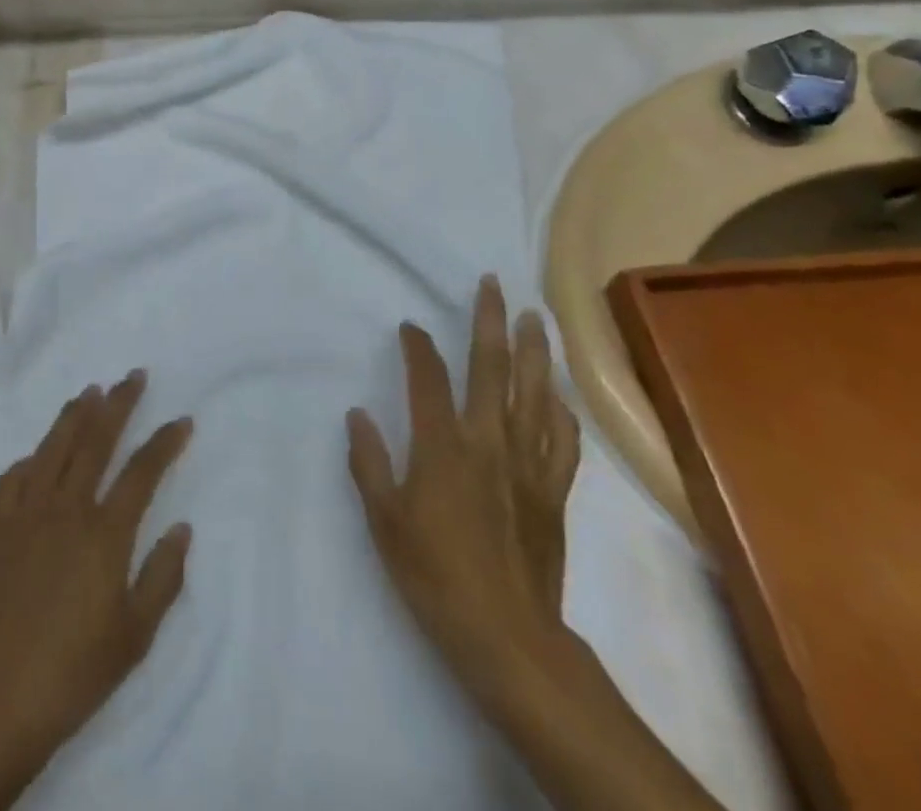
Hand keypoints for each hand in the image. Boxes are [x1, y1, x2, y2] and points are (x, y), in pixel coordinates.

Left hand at [0, 369, 193, 773]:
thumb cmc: (73, 673)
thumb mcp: (135, 636)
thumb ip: (163, 577)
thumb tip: (182, 527)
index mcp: (104, 533)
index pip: (142, 471)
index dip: (164, 442)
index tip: (182, 420)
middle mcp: (66, 509)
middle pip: (96, 440)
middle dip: (119, 404)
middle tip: (134, 376)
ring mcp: (25, 515)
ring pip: (53, 447)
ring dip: (75, 415)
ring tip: (90, 391)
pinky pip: (13, 478)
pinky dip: (30, 458)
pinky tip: (38, 454)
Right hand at [347, 276, 580, 721]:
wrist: (507, 636)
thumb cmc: (435, 575)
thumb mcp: (385, 521)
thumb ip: (370, 463)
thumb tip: (357, 414)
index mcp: (444, 445)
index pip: (429, 378)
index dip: (419, 346)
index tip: (411, 326)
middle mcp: (489, 440)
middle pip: (492, 367)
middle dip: (490, 320)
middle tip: (494, 284)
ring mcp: (528, 463)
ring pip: (535, 392)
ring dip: (535, 350)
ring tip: (535, 318)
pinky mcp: (554, 490)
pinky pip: (563, 439)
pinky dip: (561, 411)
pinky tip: (559, 395)